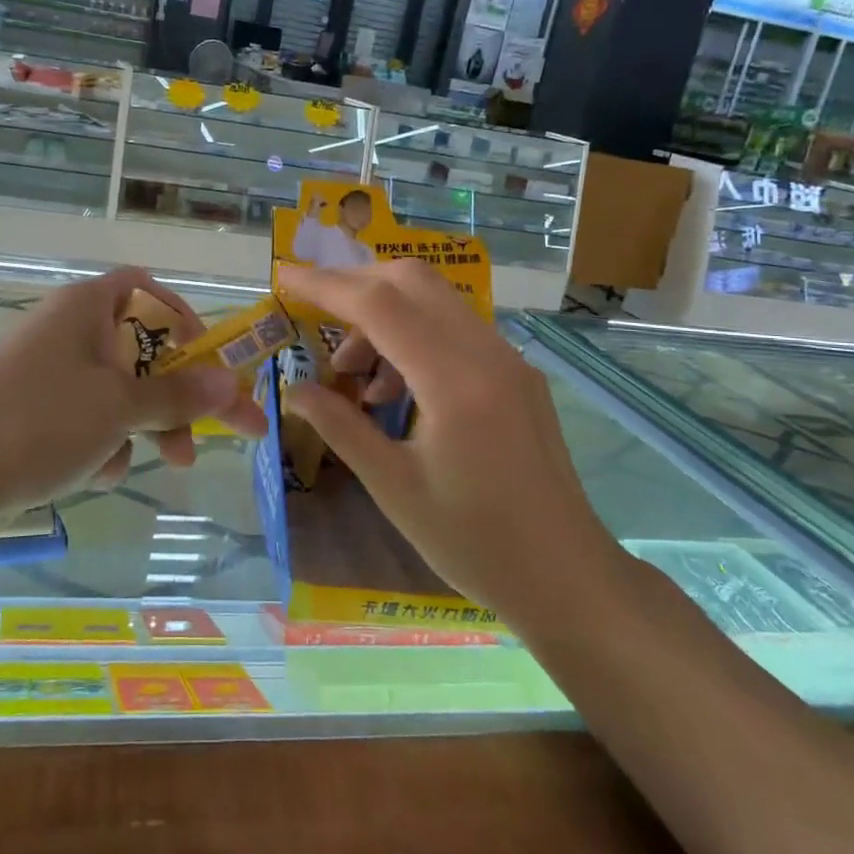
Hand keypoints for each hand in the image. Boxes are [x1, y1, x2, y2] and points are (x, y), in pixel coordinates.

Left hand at [0, 268, 266, 514]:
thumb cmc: (38, 422)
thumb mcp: (119, 407)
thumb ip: (178, 395)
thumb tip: (230, 382)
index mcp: (86, 308)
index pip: (148, 292)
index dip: (184, 322)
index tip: (208, 365)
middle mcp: (68, 332)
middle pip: (142, 353)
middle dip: (176, 397)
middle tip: (212, 436)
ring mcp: (49, 375)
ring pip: (118, 394)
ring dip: (141, 428)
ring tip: (153, 465)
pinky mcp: (34, 415)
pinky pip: (87, 421)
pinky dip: (101, 445)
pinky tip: (94, 474)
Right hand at [277, 259, 617, 617]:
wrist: (567, 577)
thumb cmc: (474, 542)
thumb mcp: (393, 486)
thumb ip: (339, 426)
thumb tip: (293, 389)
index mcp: (455, 381)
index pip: (380, 305)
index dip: (327, 285)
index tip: (286, 277)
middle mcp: (487, 354)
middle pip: (413, 280)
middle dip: (356, 284)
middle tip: (314, 313)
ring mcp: (509, 360)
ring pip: (436, 301)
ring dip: (385, 315)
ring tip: (353, 376)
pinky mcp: (518, 374)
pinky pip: (456, 329)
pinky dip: (414, 336)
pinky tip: (396, 389)